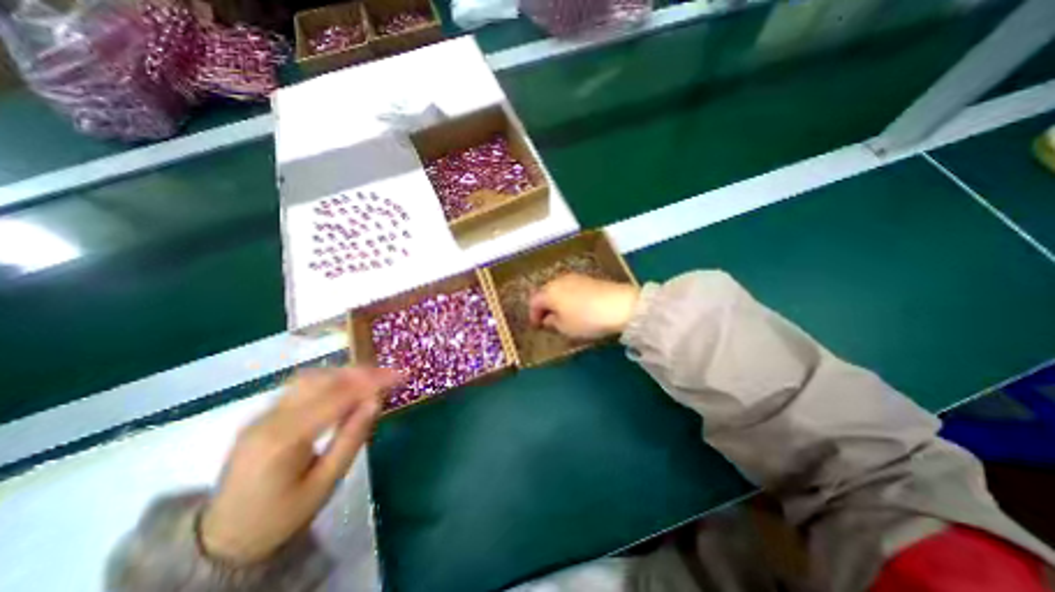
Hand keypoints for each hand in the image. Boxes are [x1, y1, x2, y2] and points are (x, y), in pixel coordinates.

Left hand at [196, 365, 399, 564]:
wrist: (222, 542)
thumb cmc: (281, 518)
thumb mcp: (325, 483)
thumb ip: (352, 438)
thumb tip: (375, 401)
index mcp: (283, 441)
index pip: (336, 397)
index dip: (371, 382)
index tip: (399, 376)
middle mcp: (268, 420)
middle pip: (320, 380)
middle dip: (360, 372)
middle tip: (389, 374)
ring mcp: (260, 416)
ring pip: (309, 378)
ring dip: (345, 373)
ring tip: (372, 378)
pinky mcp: (261, 416)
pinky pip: (299, 387)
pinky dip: (329, 380)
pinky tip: (345, 386)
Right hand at [532, 273, 638, 339]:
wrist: (619, 305)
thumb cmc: (586, 319)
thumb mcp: (565, 328)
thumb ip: (552, 323)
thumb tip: (548, 318)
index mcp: (549, 292)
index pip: (534, 302)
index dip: (533, 315)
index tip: (536, 326)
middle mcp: (559, 281)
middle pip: (546, 292)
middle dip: (545, 306)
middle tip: (547, 320)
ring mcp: (574, 277)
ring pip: (559, 289)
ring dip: (557, 301)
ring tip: (562, 314)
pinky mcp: (588, 278)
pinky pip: (572, 287)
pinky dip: (569, 297)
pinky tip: (576, 307)